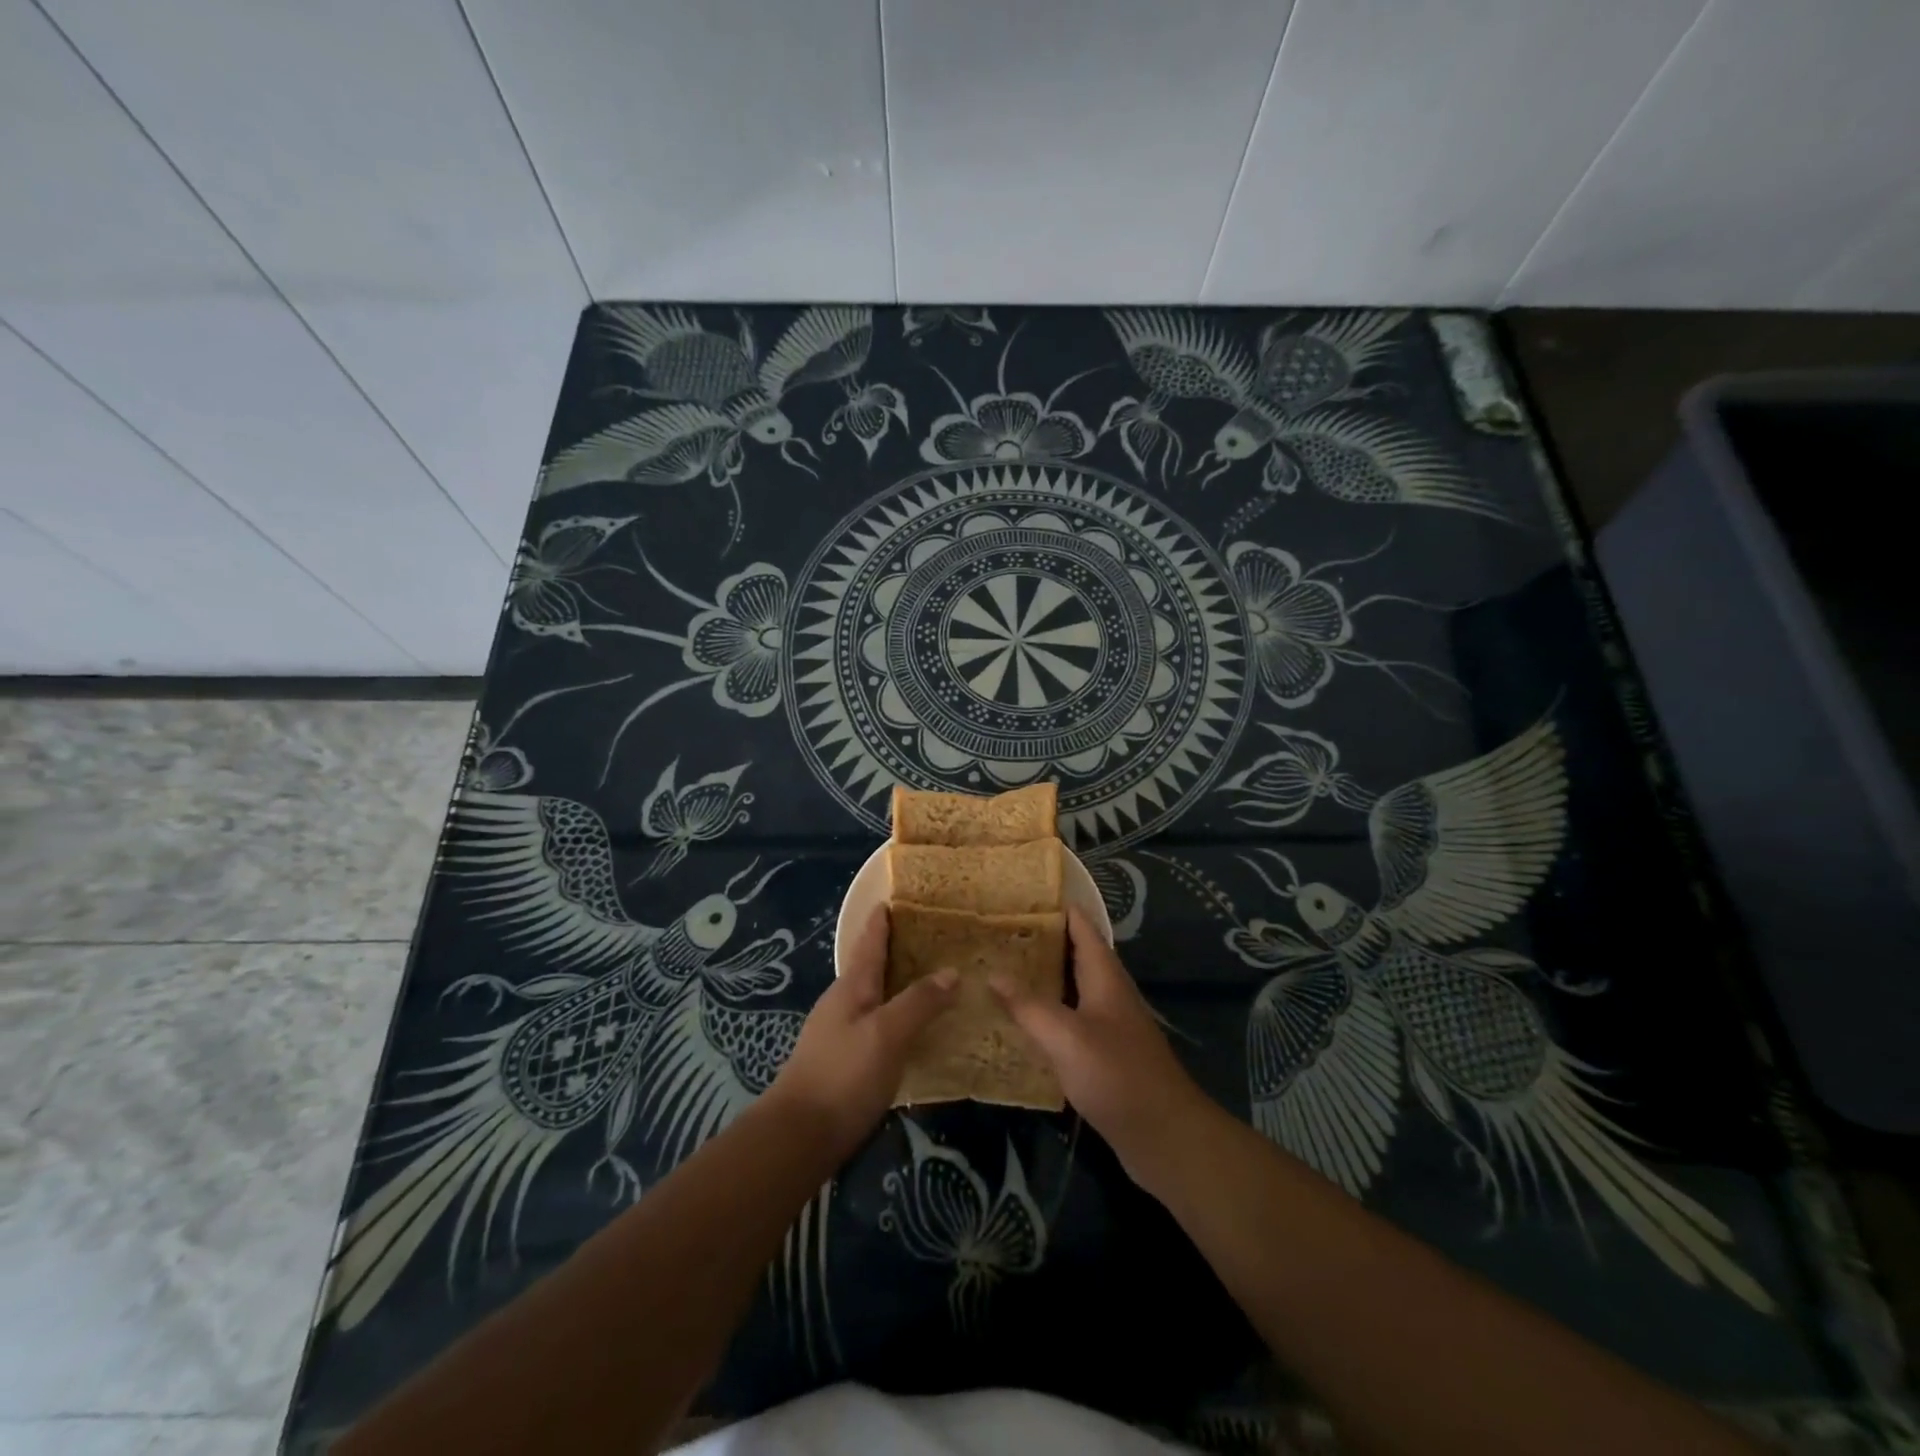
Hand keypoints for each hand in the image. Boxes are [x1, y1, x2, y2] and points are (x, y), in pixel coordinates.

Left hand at [767, 907, 955, 1157]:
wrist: (799, 1137)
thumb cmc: (844, 1075)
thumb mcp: (887, 1033)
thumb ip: (919, 1001)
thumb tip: (952, 971)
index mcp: (851, 987)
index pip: (869, 942)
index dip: (882, 920)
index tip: (896, 898)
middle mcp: (842, 1003)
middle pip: (870, 966)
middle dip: (895, 949)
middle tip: (929, 937)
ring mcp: (839, 1033)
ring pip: (874, 997)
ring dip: (897, 984)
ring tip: (929, 978)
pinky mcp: (844, 1062)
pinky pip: (876, 1025)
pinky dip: (896, 1015)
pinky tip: (913, 1029)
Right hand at [990, 907, 1212, 1183]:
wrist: (1164, 1137)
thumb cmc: (1117, 1075)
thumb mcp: (1066, 1037)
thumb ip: (1028, 1005)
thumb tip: (992, 973)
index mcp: (1105, 978)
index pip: (1082, 928)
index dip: (1058, 908)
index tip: (1023, 894)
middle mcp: (1109, 994)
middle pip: (1075, 956)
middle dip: (1042, 942)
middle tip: (999, 932)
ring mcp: (1109, 1025)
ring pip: (1072, 989)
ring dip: (1042, 978)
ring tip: (1001, 969)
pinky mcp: (1105, 1055)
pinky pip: (1071, 1021)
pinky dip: (1047, 1013)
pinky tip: (1021, 1023)